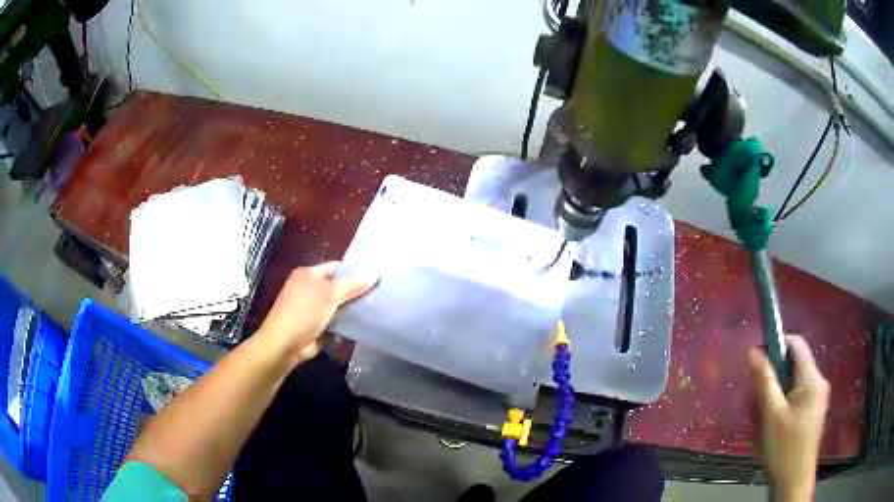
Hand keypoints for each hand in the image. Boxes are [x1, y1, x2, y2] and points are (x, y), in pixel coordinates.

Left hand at [257, 262, 376, 364]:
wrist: (285, 344)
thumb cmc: (304, 312)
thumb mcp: (329, 294)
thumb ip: (352, 284)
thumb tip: (375, 273)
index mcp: (308, 274)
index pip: (336, 267)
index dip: (355, 270)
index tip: (377, 275)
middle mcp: (309, 288)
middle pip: (338, 286)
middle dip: (356, 290)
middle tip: (381, 292)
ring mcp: (313, 308)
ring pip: (339, 304)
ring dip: (353, 308)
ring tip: (378, 306)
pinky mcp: (317, 325)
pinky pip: (336, 320)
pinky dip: (347, 322)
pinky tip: (365, 323)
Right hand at [749, 336, 829, 501]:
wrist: (794, 482)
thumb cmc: (784, 449)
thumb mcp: (771, 416)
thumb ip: (765, 381)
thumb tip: (754, 351)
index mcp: (812, 379)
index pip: (796, 344)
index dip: (777, 344)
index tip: (757, 361)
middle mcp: (819, 382)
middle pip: (795, 364)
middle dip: (774, 376)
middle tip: (756, 398)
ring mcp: (818, 398)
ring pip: (794, 382)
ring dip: (776, 392)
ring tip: (762, 416)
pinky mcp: (814, 411)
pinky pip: (797, 396)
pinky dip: (783, 402)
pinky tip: (772, 424)